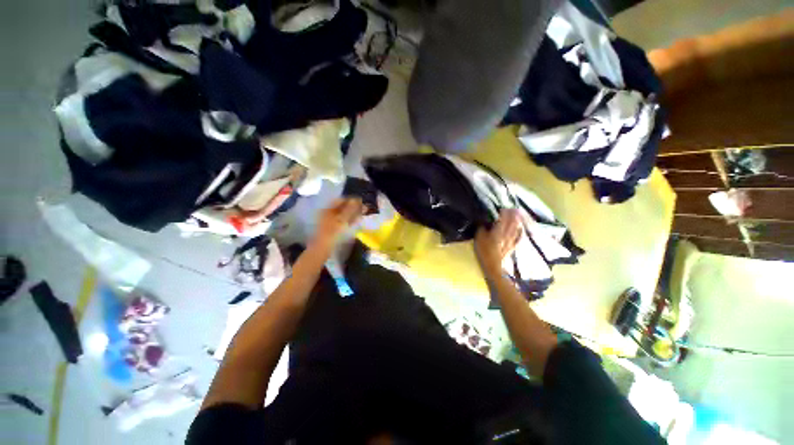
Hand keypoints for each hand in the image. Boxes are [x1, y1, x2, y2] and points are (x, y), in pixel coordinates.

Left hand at [311, 198, 364, 248]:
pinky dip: (350, 220)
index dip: (352, 200)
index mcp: (328, 209)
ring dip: (353, 214)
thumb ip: (349, 209)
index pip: (341, 200)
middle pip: (342, 207)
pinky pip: (343, 221)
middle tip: (365, 209)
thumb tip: (356, 200)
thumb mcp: (342, 220)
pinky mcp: (333, 229)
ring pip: (343, 214)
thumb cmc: (332, 233)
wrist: (323, 249)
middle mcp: (328, 213)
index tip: (362, 202)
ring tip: (363, 214)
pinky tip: (357, 221)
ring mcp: (330, 221)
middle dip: (354, 207)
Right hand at [474, 209, 522, 275]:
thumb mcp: (479, 237)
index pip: (503, 218)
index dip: (503, 212)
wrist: (493, 266)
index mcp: (498, 230)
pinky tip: (520, 229)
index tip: (502, 207)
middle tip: (513, 208)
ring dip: (517, 221)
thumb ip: (482, 227)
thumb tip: (483, 219)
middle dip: (513, 214)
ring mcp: (511, 240)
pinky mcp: (512, 246)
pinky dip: (520, 231)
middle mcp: (507, 233)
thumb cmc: (484, 251)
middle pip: (511, 222)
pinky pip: (518, 237)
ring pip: (516, 228)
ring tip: (518, 214)